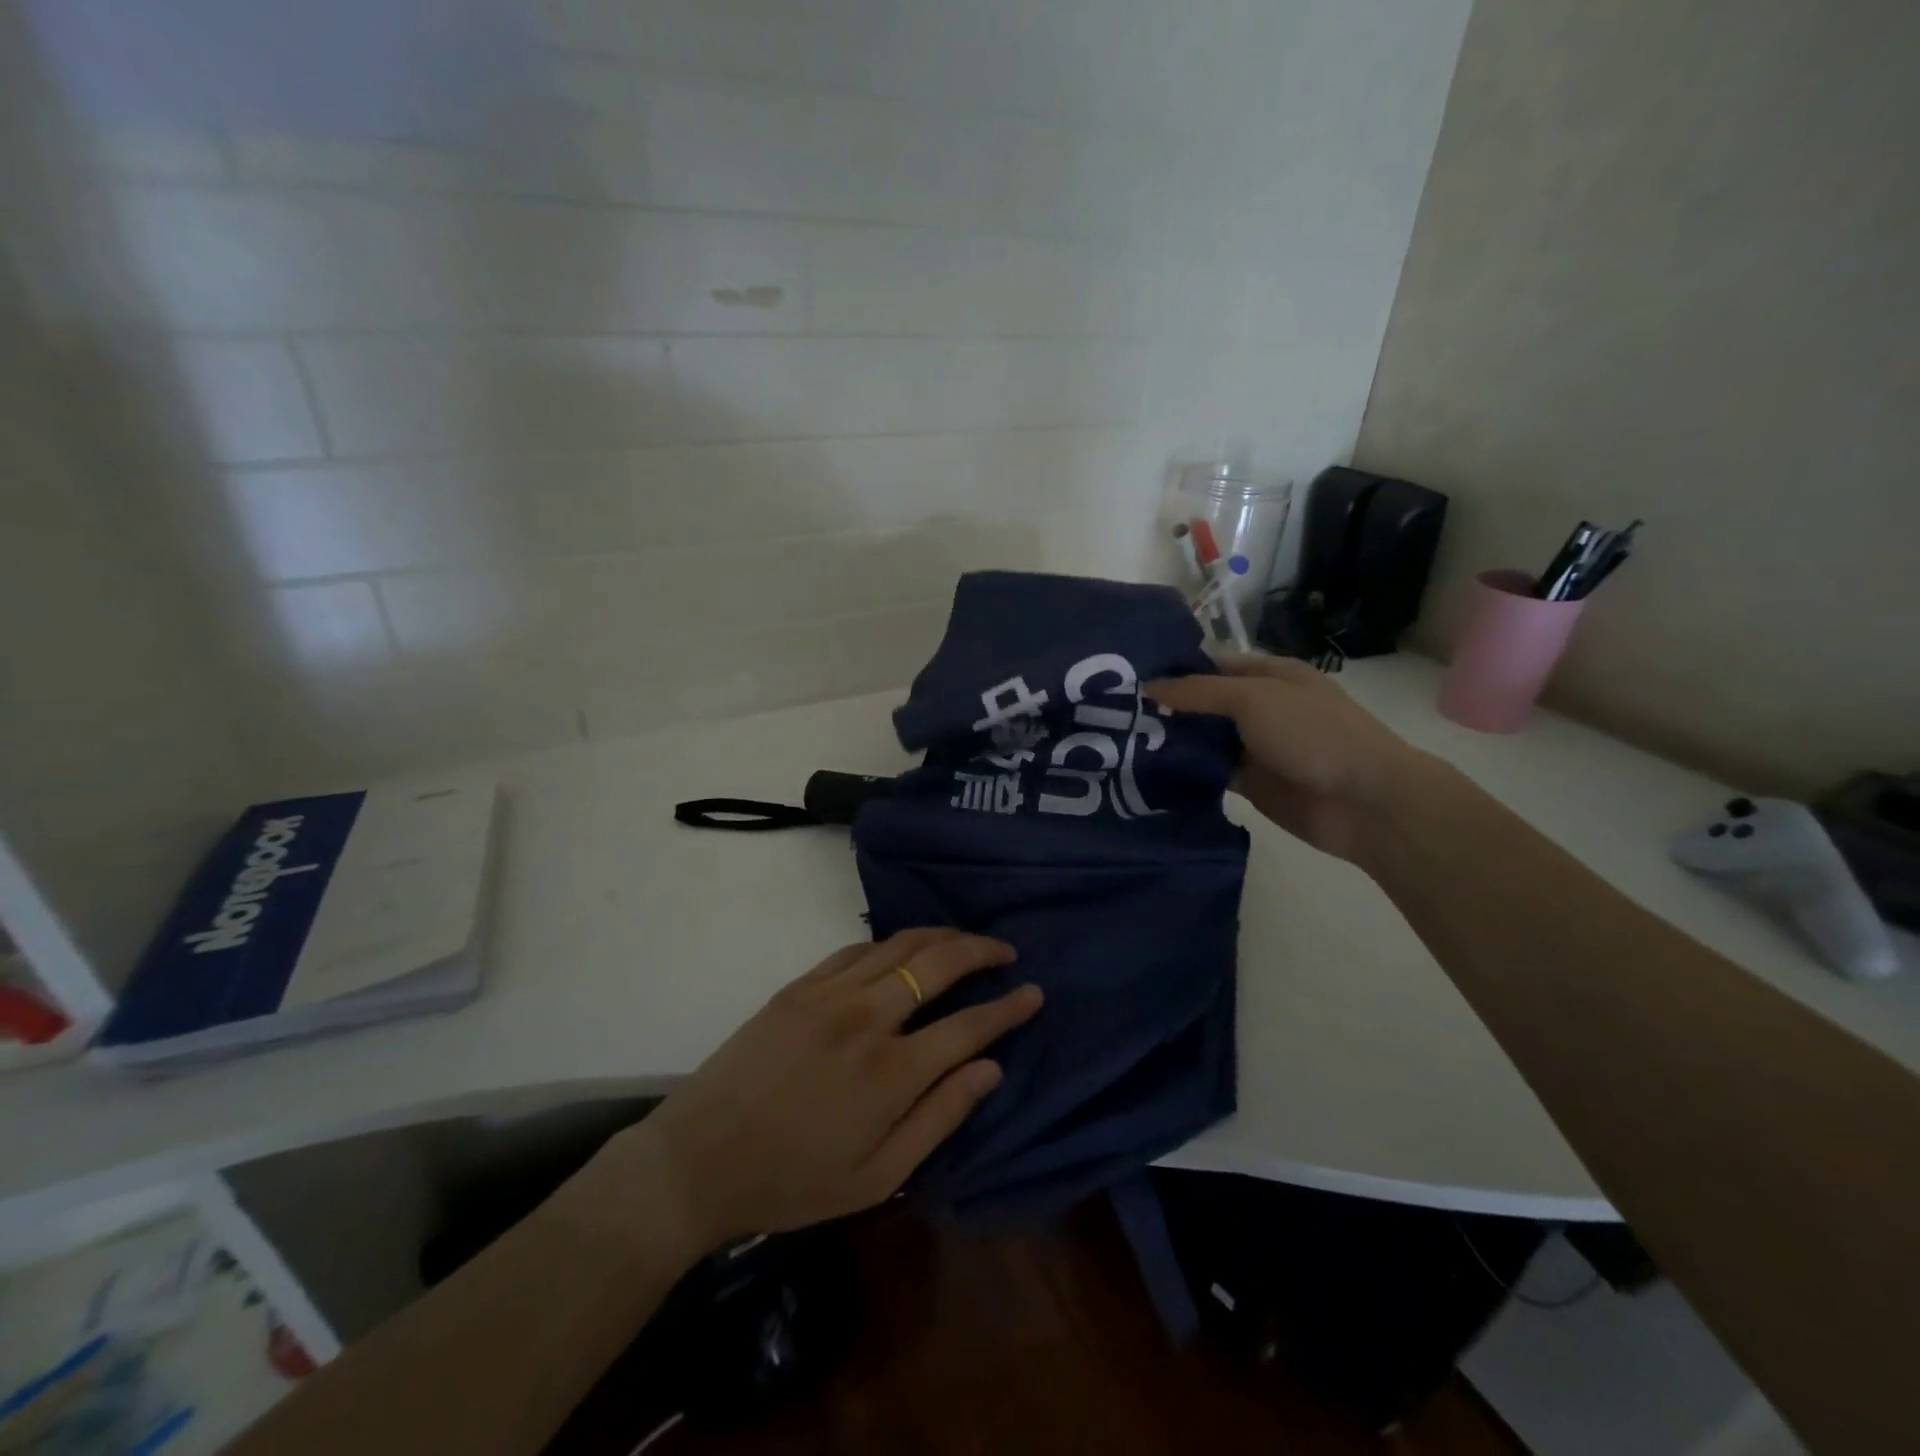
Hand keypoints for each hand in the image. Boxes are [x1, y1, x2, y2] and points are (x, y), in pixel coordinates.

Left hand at [617, 929, 1041, 1248]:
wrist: (699, 1159)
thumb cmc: (793, 1180)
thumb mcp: (876, 1176)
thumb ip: (940, 1117)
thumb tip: (992, 1069)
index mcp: (891, 1072)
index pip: (969, 1025)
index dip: (1008, 1007)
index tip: (1034, 992)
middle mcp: (867, 1018)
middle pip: (939, 964)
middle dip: (981, 951)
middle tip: (1006, 952)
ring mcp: (830, 994)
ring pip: (900, 945)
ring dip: (941, 936)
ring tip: (966, 940)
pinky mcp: (800, 985)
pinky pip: (856, 948)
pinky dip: (890, 943)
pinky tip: (903, 949)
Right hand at [1146, 654, 1433, 861]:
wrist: (1364, 802)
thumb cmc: (1313, 735)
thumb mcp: (1253, 699)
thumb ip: (1199, 692)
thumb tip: (1148, 687)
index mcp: (1268, 675)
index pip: (1211, 664)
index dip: (1174, 668)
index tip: (1128, 676)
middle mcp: (1260, 707)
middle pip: (1203, 702)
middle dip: (1165, 705)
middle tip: (1113, 711)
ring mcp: (1255, 746)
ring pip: (1203, 739)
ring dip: (1171, 740)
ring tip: (1120, 740)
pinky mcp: (1250, 783)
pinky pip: (1209, 772)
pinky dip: (1185, 772)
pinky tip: (1147, 771)